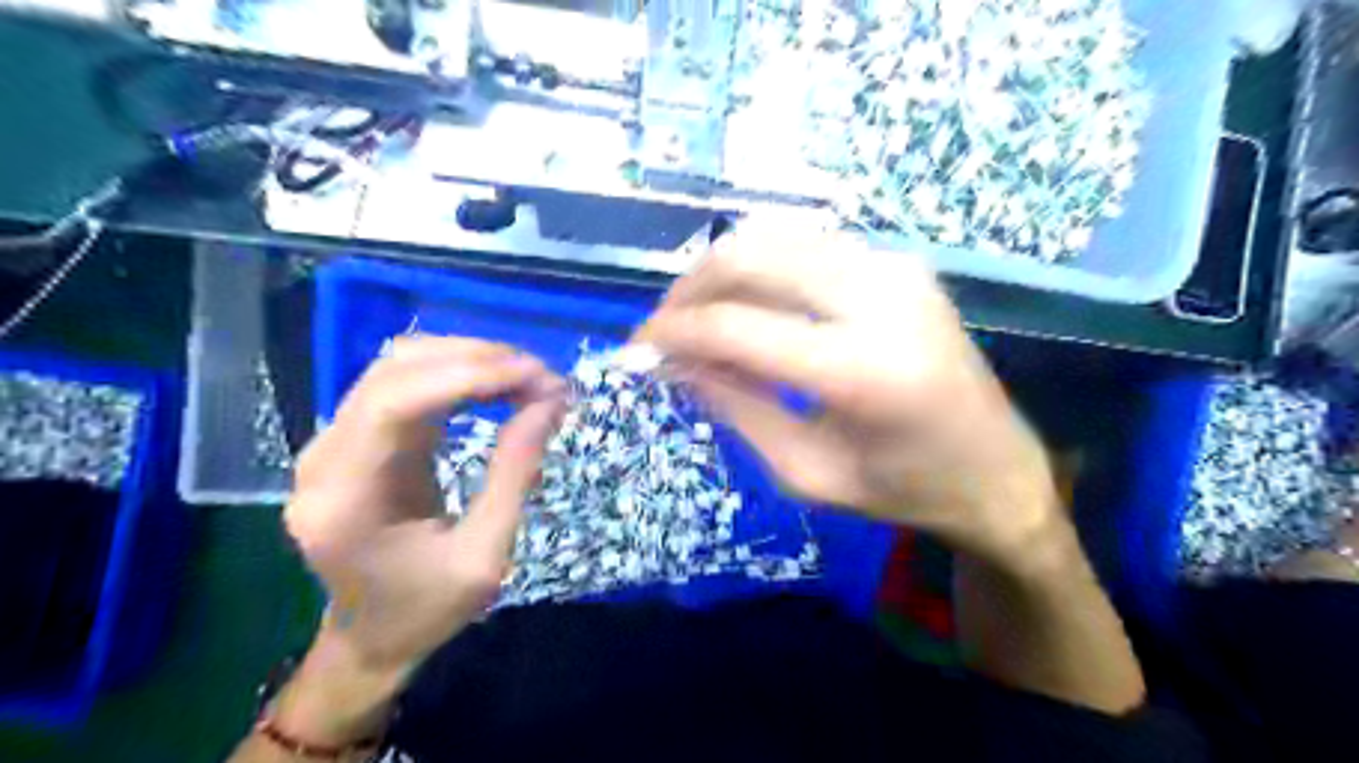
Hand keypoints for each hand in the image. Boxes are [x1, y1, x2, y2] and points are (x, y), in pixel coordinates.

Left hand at [284, 337, 564, 669]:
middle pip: (393, 372)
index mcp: (344, 500)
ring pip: (397, 366)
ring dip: (467, 359)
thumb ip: (515, 475)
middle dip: (476, 360)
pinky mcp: (352, 439)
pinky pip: (403, 384)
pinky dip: (455, 373)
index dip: (467, 375)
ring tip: (527, 376)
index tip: (536, 376)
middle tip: (544, 376)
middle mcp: (323, 460)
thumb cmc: (427, 609)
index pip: (393, 403)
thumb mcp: (485, 557)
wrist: (371, 637)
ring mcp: (331, 444)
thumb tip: (550, 402)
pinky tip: (496, 383)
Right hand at [638, 230, 1061, 567]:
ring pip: (777, 237)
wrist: (996, 468)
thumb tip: (674, 362)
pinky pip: (809, 245)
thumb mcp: (805, 471)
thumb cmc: (902, 489)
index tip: (637, 348)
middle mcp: (882, 298)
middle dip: (690, 287)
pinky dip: (763, 266)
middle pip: (752, 256)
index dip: (674, 332)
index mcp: (862, 371)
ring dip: (722, 270)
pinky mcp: (900, 262)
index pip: (737, 327)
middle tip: (664, 328)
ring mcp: (896, 268)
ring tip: (699, 316)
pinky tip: (750, 304)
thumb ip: (735, 408)